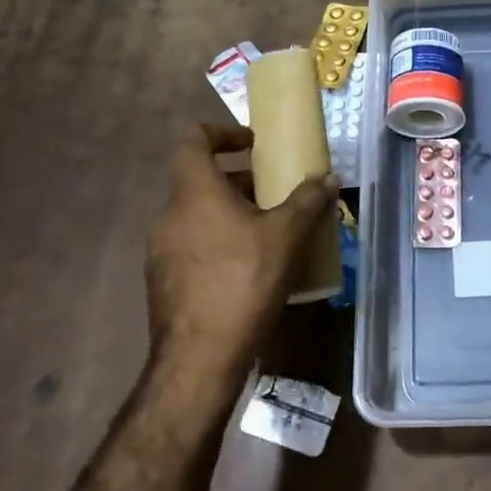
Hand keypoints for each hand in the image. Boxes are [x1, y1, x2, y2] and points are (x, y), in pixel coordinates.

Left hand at [144, 124, 338, 389]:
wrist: (199, 358)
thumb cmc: (243, 282)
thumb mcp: (286, 236)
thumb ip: (308, 201)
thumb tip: (328, 178)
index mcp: (194, 193)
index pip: (193, 140)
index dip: (222, 132)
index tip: (252, 143)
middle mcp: (170, 215)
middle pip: (200, 181)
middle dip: (240, 181)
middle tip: (275, 192)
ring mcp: (161, 251)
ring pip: (198, 216)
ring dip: (231, 213)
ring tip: (269, 231)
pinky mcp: (164, 282)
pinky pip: (194, 246)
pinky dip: (220, 243)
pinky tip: (250, 268)